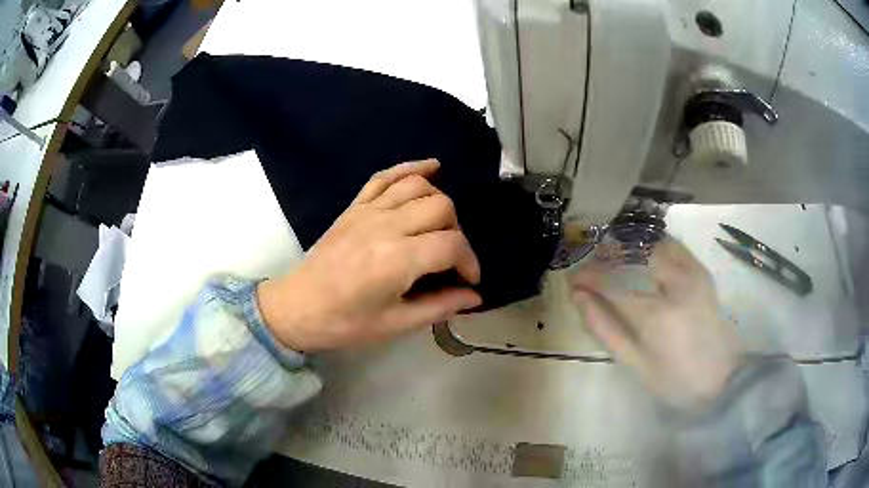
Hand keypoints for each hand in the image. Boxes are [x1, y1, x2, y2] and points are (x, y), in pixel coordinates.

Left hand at [257, 159, 481, 352]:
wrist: (298, 307)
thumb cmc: (345, 322)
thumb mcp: (395, 324)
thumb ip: (439, 307)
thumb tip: (474, 297)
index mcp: (397, 260)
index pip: (452, 245)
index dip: (469, 262)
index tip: (468, 280)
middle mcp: (386, 226)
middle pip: (441, 207)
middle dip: (456, 232)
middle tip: (449, 258)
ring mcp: (368, 210)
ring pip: (419, 187)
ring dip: (439, 202)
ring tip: (441, 226)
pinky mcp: (355, 206)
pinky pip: (386, 176)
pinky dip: (411, 168)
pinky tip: (431, 168)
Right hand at [570, 238, 741, 409]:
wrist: (721, 378)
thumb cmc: (674, 380)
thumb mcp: (634, 364)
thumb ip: (604, 328)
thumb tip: (578, 298)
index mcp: (656, 315)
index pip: (612, 283)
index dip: (588, 277)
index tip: (573, 279)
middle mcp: (675, 284)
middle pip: (632, 254)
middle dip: (606, 257)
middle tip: (592, 271)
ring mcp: (692, 272)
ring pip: (652, 243)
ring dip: (628, 248)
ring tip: (614, 263)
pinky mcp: (701, 270)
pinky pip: (672, 245)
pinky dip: (652, 246)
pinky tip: (642, 258)